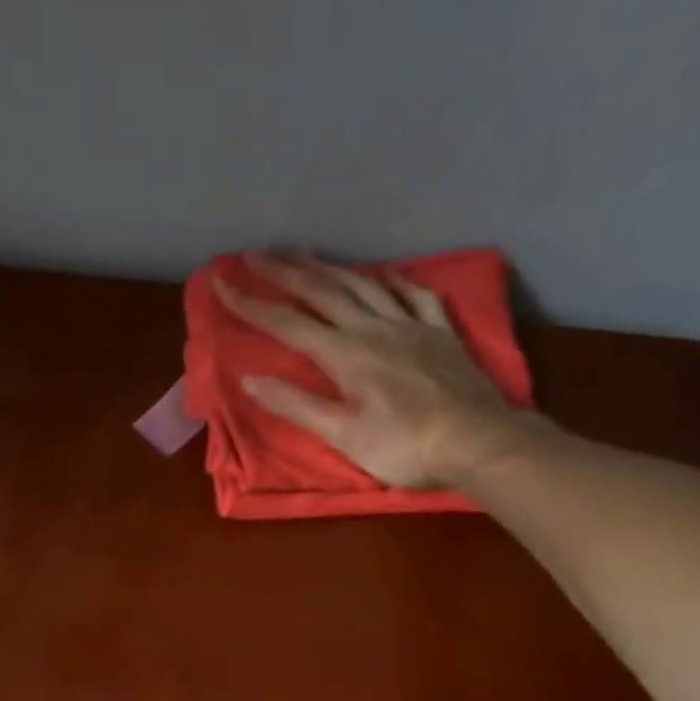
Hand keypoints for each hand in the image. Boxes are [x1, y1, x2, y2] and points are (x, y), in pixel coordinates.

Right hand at [214, 252, 551, 488]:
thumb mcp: (343, 435)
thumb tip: (250, 381)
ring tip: (306, 254)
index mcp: (346, 354)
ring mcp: (411, 325)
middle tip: (255, 254)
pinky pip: (414, 294)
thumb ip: (297, 405)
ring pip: (364, 285)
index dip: (252, 305)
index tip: (223, 284)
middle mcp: (374, 328)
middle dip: (285, 272)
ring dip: (330, 267)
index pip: (288, 324)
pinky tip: (383, 273)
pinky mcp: (441, 332)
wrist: (476, 441)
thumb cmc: (403, 447)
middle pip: (323, 291)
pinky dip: (393, 280)